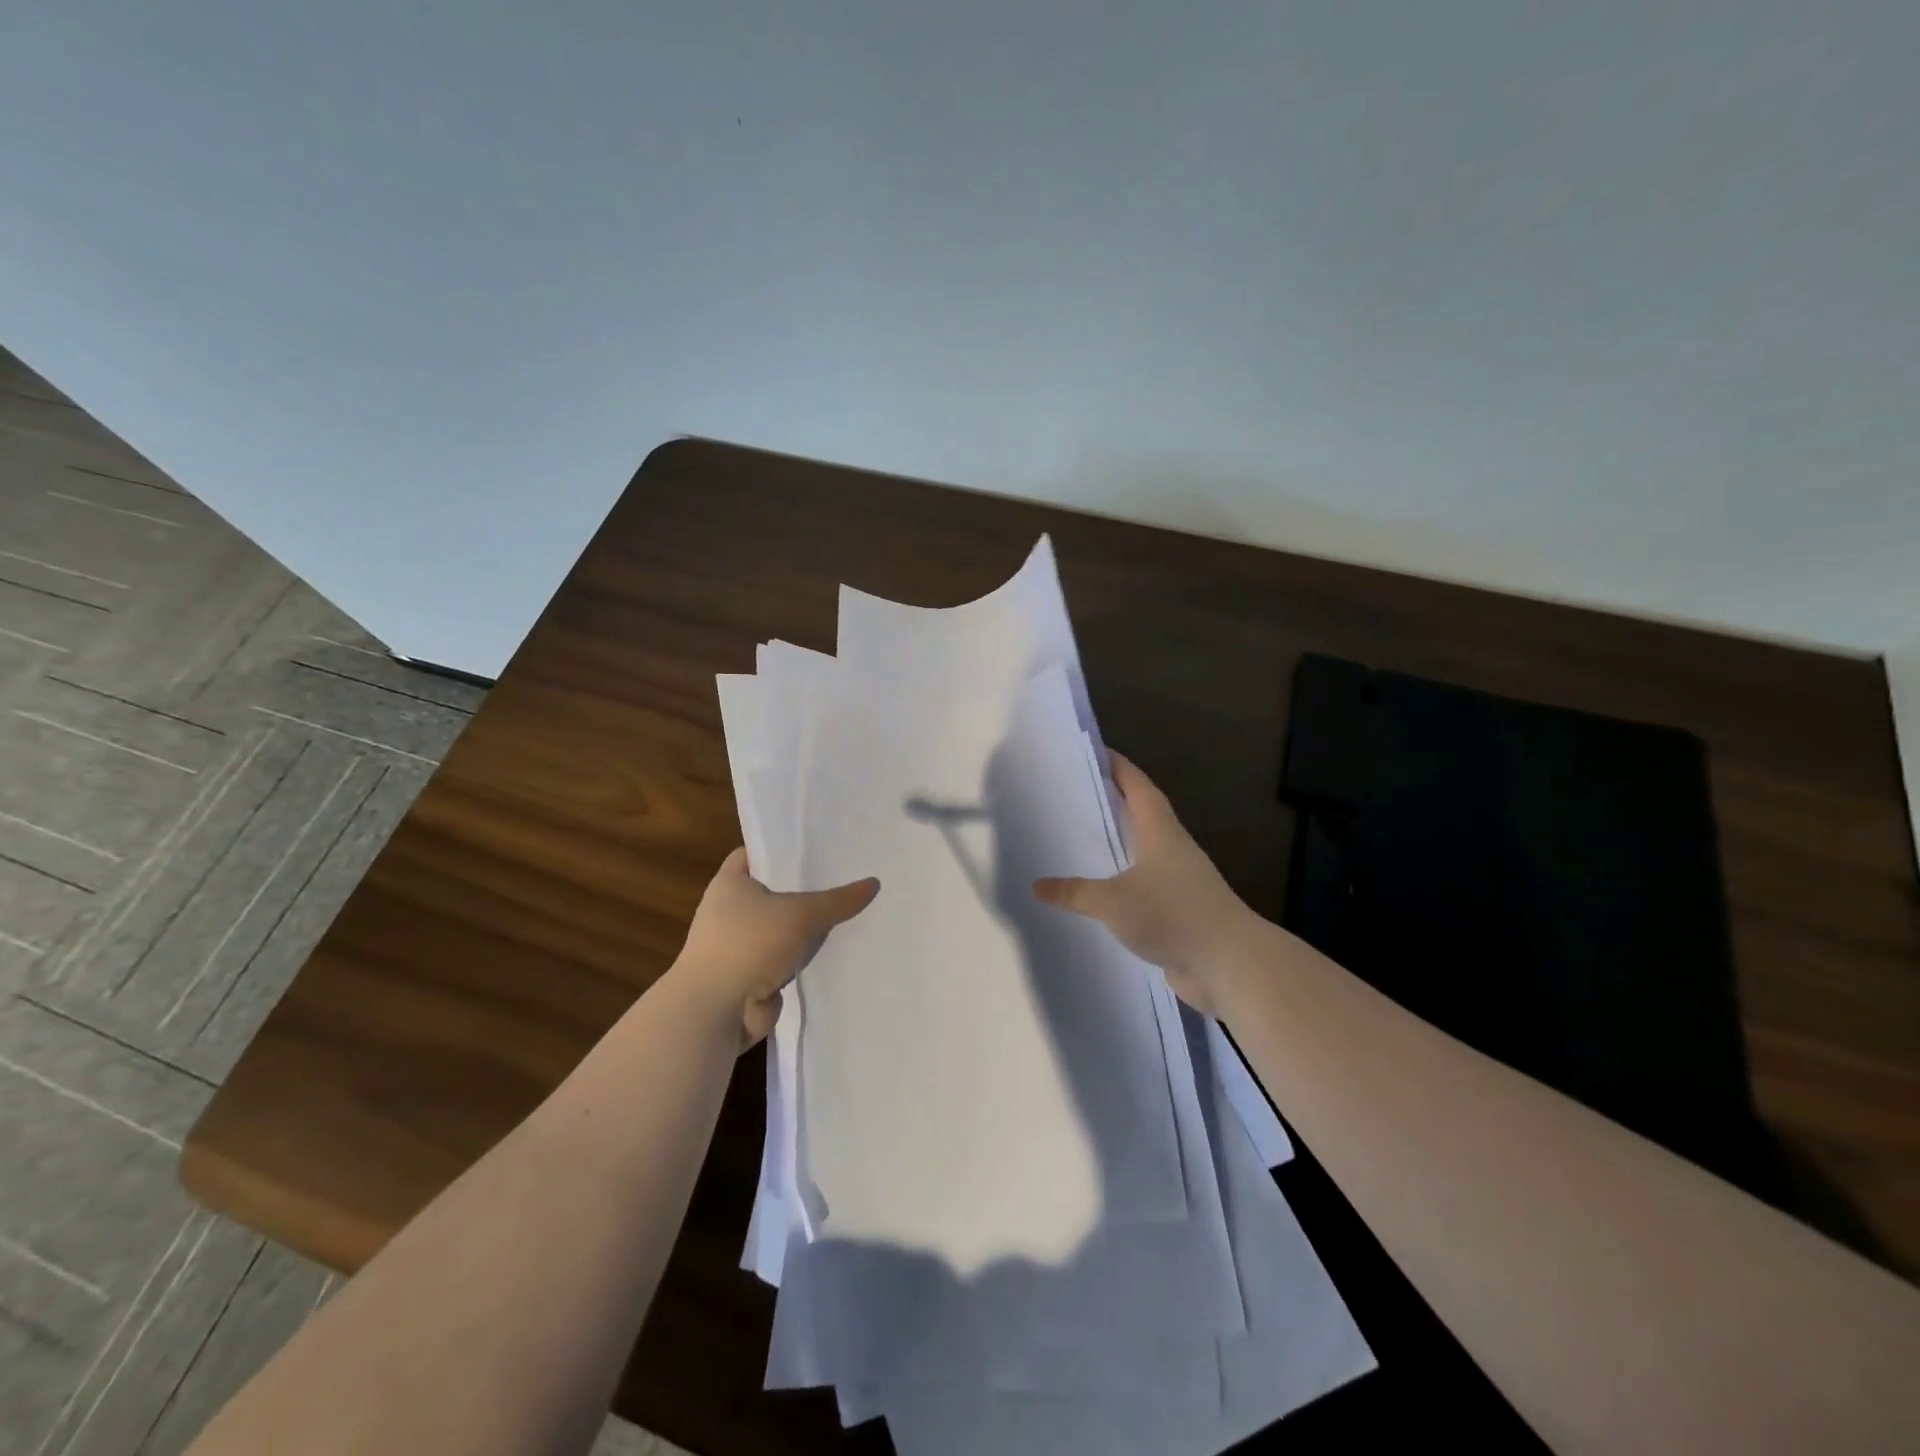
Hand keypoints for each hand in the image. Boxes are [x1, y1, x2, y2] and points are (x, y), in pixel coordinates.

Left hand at [673, 848, 879, 1047]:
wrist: (716, 1010)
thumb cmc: (749, 944)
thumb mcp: (801, 914)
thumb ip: (837, 900)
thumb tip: (874, 883)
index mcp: (729, 883)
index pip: (754, 853)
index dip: (781, 847)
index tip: (815, 845)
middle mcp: (729, 910)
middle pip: (773, 891)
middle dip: (804, 888)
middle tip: (844, 876)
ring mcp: (738, 945)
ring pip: (781, 928)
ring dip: (806, 928)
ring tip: (848, 911)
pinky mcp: (750, 976)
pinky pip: (784, 958)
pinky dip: (803, 958)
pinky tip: (836, 949)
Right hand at [1033, 753, 1254, 1014]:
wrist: (1229, 963)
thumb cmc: (1172, 914)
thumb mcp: (1113, 902)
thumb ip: (1074, 893)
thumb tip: (1038, 886)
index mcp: (1161, 832)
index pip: (1138, 786)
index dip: (1118, 767)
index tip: (1095, 752)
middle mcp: (1173, 849)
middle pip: (1143, 814)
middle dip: (1115, 802)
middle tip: (1077, 794)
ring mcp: (1180, 881)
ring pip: (1145, 852)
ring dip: (1121, 844)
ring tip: (1084, 840)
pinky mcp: (1181, 910)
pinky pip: (1146, 887)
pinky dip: (1125, 882)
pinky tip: (1103, 894)